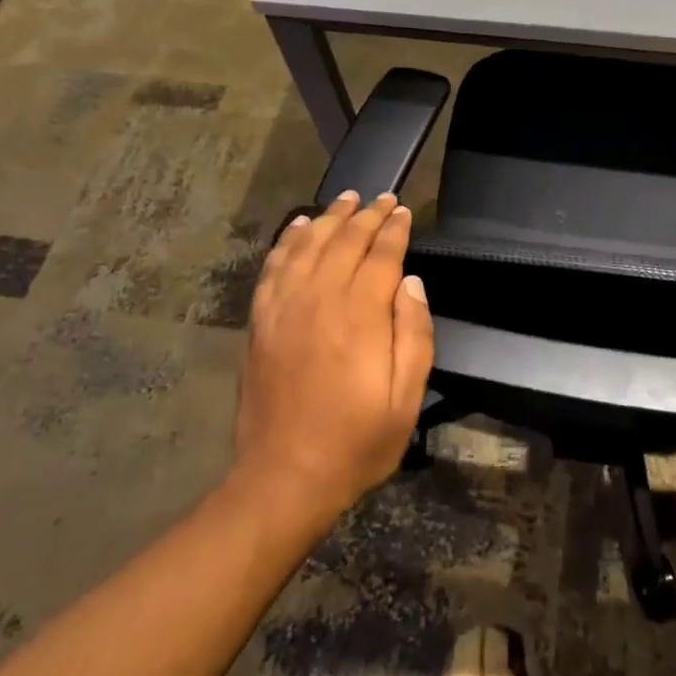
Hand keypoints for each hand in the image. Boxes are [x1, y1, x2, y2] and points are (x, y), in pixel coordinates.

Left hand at [234, 191, 434, 523]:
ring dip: (330, 217)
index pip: (381, 254)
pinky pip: (275, 265)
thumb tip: (411, 282)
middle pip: (346, 240)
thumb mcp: (405, 399)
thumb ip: (414, 334)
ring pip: (309, 244)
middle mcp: (321, 298)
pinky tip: (300, 226)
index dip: (394, 229)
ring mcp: (285, 306)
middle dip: (368, 215)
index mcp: (360, 315)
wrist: (283, 477)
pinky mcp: (261, 319)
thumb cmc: (355, 441)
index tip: (403, 212)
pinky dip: (289, 240)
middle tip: (382, 198)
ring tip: (347, 199)